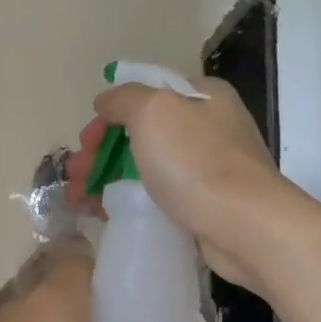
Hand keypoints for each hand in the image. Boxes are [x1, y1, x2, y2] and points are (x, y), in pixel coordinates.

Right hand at [65, 76, 288, 293]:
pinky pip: (158, 196)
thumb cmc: (197, 162)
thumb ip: (123, 98)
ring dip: (107, 179)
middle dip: (100, 153)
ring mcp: (209, 168)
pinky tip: (106, 214)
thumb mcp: (152, 111)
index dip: (108, 116)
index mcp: (202, 96)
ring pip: (145, 166)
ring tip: (78, 201)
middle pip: (140, 132)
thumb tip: (106, 102)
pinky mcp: (206, 204)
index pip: (144, 94)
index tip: (86, 143)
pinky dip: (129, 201)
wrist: (246, 227)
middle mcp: (209, 126)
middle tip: (74, 177)